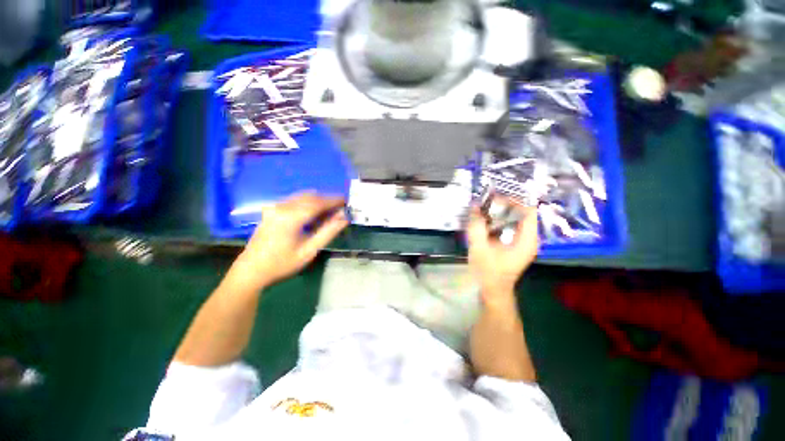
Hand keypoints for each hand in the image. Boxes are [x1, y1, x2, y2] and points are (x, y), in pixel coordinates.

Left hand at [230, 193, 348, 290]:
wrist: (250, 271)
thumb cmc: (282, 264)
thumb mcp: (309, 251)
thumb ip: (328, 232)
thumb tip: (344, 218)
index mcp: (291, 217)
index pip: (318, 203)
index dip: (334, 200)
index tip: (347, 201)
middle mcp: (282, 207)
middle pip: (311, 197)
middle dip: (327, 200)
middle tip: (340, 209)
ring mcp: (275, 207)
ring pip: (302, 197)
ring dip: (318, 201)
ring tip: (329, 212)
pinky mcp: (272, 210)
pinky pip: (295, 200)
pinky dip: (308, 203)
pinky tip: (313, 215)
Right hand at [466, 201, 538, 303]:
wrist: (492, 291)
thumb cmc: (488, 272)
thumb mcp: (479, 248)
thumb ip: (477, 226)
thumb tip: (475, 206)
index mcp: (527, 240)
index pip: (529, 211)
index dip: (514, 201)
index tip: (495, 198)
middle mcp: (529, 239)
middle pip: (522, 213)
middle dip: (504, 206)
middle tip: (486, 202)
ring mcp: (523, 242)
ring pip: (515, 219)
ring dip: (500, 213)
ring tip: (484, 209)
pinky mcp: (515, 245)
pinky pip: (510, 226)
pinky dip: (498, 221)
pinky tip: (485, 221)